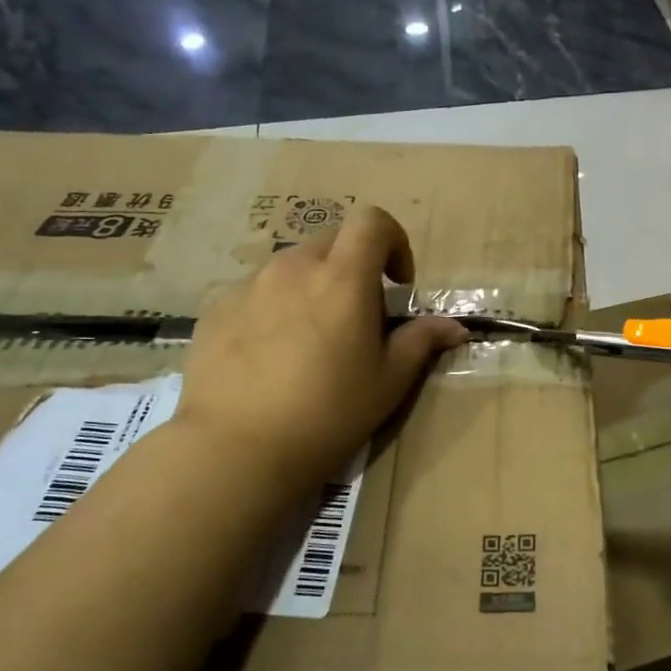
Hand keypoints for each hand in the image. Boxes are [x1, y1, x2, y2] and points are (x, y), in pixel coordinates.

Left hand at [171, 206, 466, 497]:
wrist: (236, 449)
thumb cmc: (328, 414)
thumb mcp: (388, 382)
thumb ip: (420, 342)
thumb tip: (453, 327)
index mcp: (342, 279)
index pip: (371, 221)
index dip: (393, 241)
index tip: (396, 284)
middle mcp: (292, 268)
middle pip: (331, 241)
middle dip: (354, 267)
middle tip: (357, 318)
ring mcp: (248, 286)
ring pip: (292, 267)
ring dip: (313, 287)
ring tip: (312, 341)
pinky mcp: (216, 309)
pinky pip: (257, 292)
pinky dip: (275, 308)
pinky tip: (272, 357)